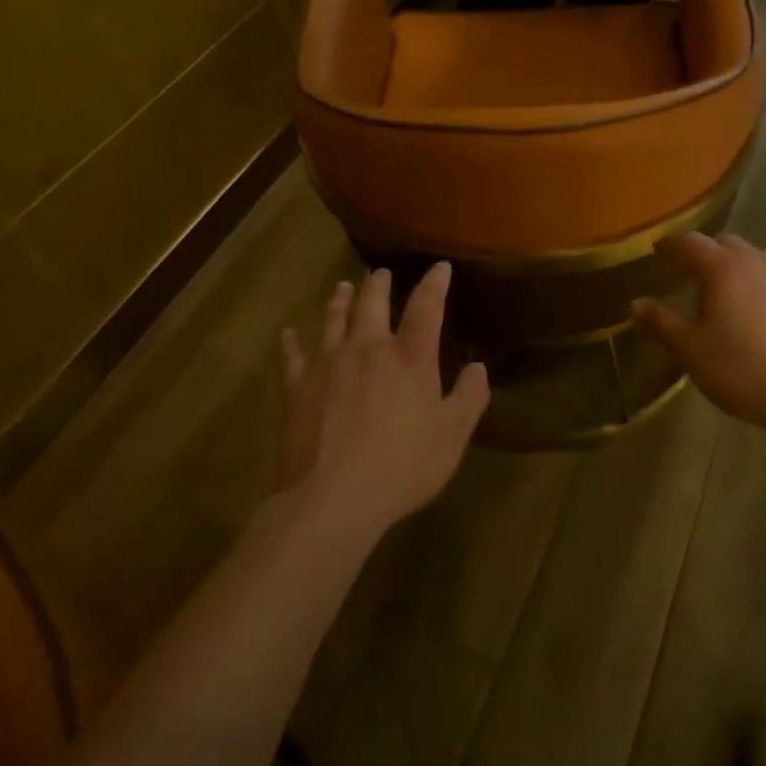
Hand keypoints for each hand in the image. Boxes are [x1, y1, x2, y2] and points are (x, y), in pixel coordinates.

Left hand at [278, 263, 488, 538]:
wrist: (332, 498)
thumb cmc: (402, 467)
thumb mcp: (452, 437)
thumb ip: (469, 398)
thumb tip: (479, 368)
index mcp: (411, 356)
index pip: (427, 306)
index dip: (435, 283)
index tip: (440, 267)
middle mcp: (369, 347)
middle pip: (373, 302)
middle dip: (379, 284)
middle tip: (380, 273)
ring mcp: (328, 362)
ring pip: (334, 319)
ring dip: (340, 300)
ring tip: (343, 287)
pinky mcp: (297, 387)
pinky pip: (291, 357)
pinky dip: (289, 343)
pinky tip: (286, 334)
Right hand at [632, 232, 765, 437]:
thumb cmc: (743, 371)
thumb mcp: (692, 352)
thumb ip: (661, 324)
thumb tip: (636, 303)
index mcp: (724, 268)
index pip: (691, 243)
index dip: (671, 246)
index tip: (658, 252)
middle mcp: (758, 263)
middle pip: (727, 244)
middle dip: (707, 254)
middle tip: (693, 277)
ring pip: (758, 260)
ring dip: (740, 268)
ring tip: (730, 295)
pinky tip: (765, 318)